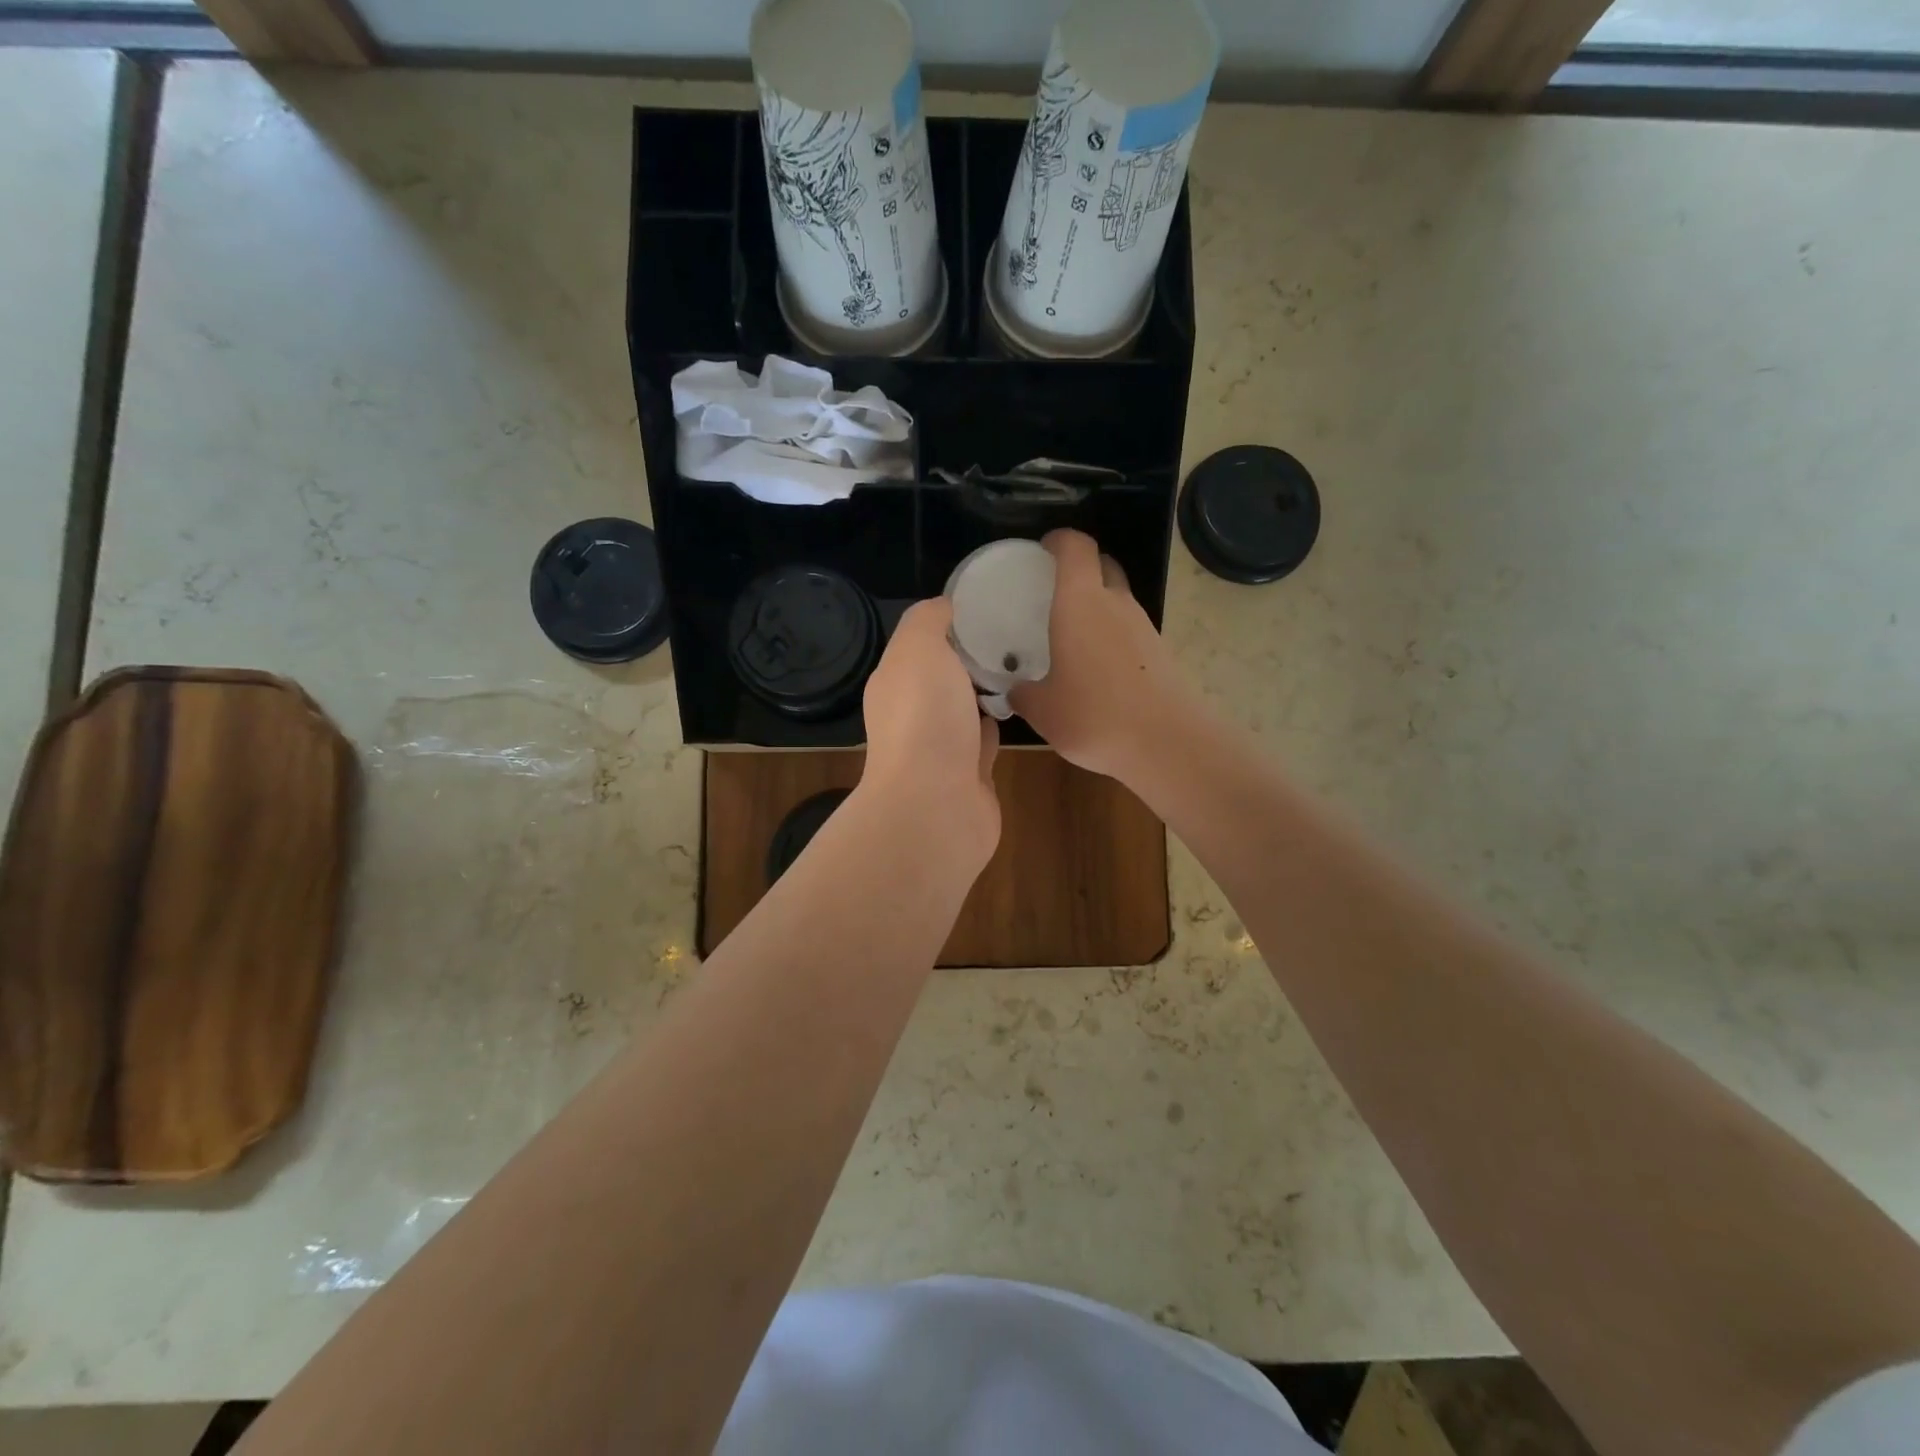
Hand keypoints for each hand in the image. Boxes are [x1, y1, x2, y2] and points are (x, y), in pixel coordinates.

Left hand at [860, 597, 1000, 869]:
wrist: (936, 807)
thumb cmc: (925, 719)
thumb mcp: (919, 649)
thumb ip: (929, 620)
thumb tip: (947, 605)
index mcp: (897, 680)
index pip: (923, 640)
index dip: (953, 620)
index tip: (992, 602)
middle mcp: (915, 713)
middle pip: (945, 674)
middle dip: (973, 655)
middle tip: (1018, 630)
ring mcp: (942, 748)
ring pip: (966, 709)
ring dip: (986, 691)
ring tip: (1024, 663)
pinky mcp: (970, 775)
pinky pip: (985, 741)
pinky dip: (996, 726)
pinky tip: (1019, 708)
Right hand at [1009, 529, 1190, 783]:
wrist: (1165, 742)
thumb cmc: (1093, 715)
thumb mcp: (1042, 709)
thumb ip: (1023, 693)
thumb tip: (1015, 689)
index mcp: (1081, 602)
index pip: (1076, 547)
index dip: (1059, 540)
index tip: (1042, 549)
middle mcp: (1116, 603)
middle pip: (1103, 565)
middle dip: (1081, 568)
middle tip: (1054, 591)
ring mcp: (1143, 626)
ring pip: (1118, 598)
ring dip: (1097, 604)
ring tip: (1071, 633)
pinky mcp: (1159, 652)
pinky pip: (1129, 629)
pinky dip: (1111, 634)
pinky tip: (1096, 666)